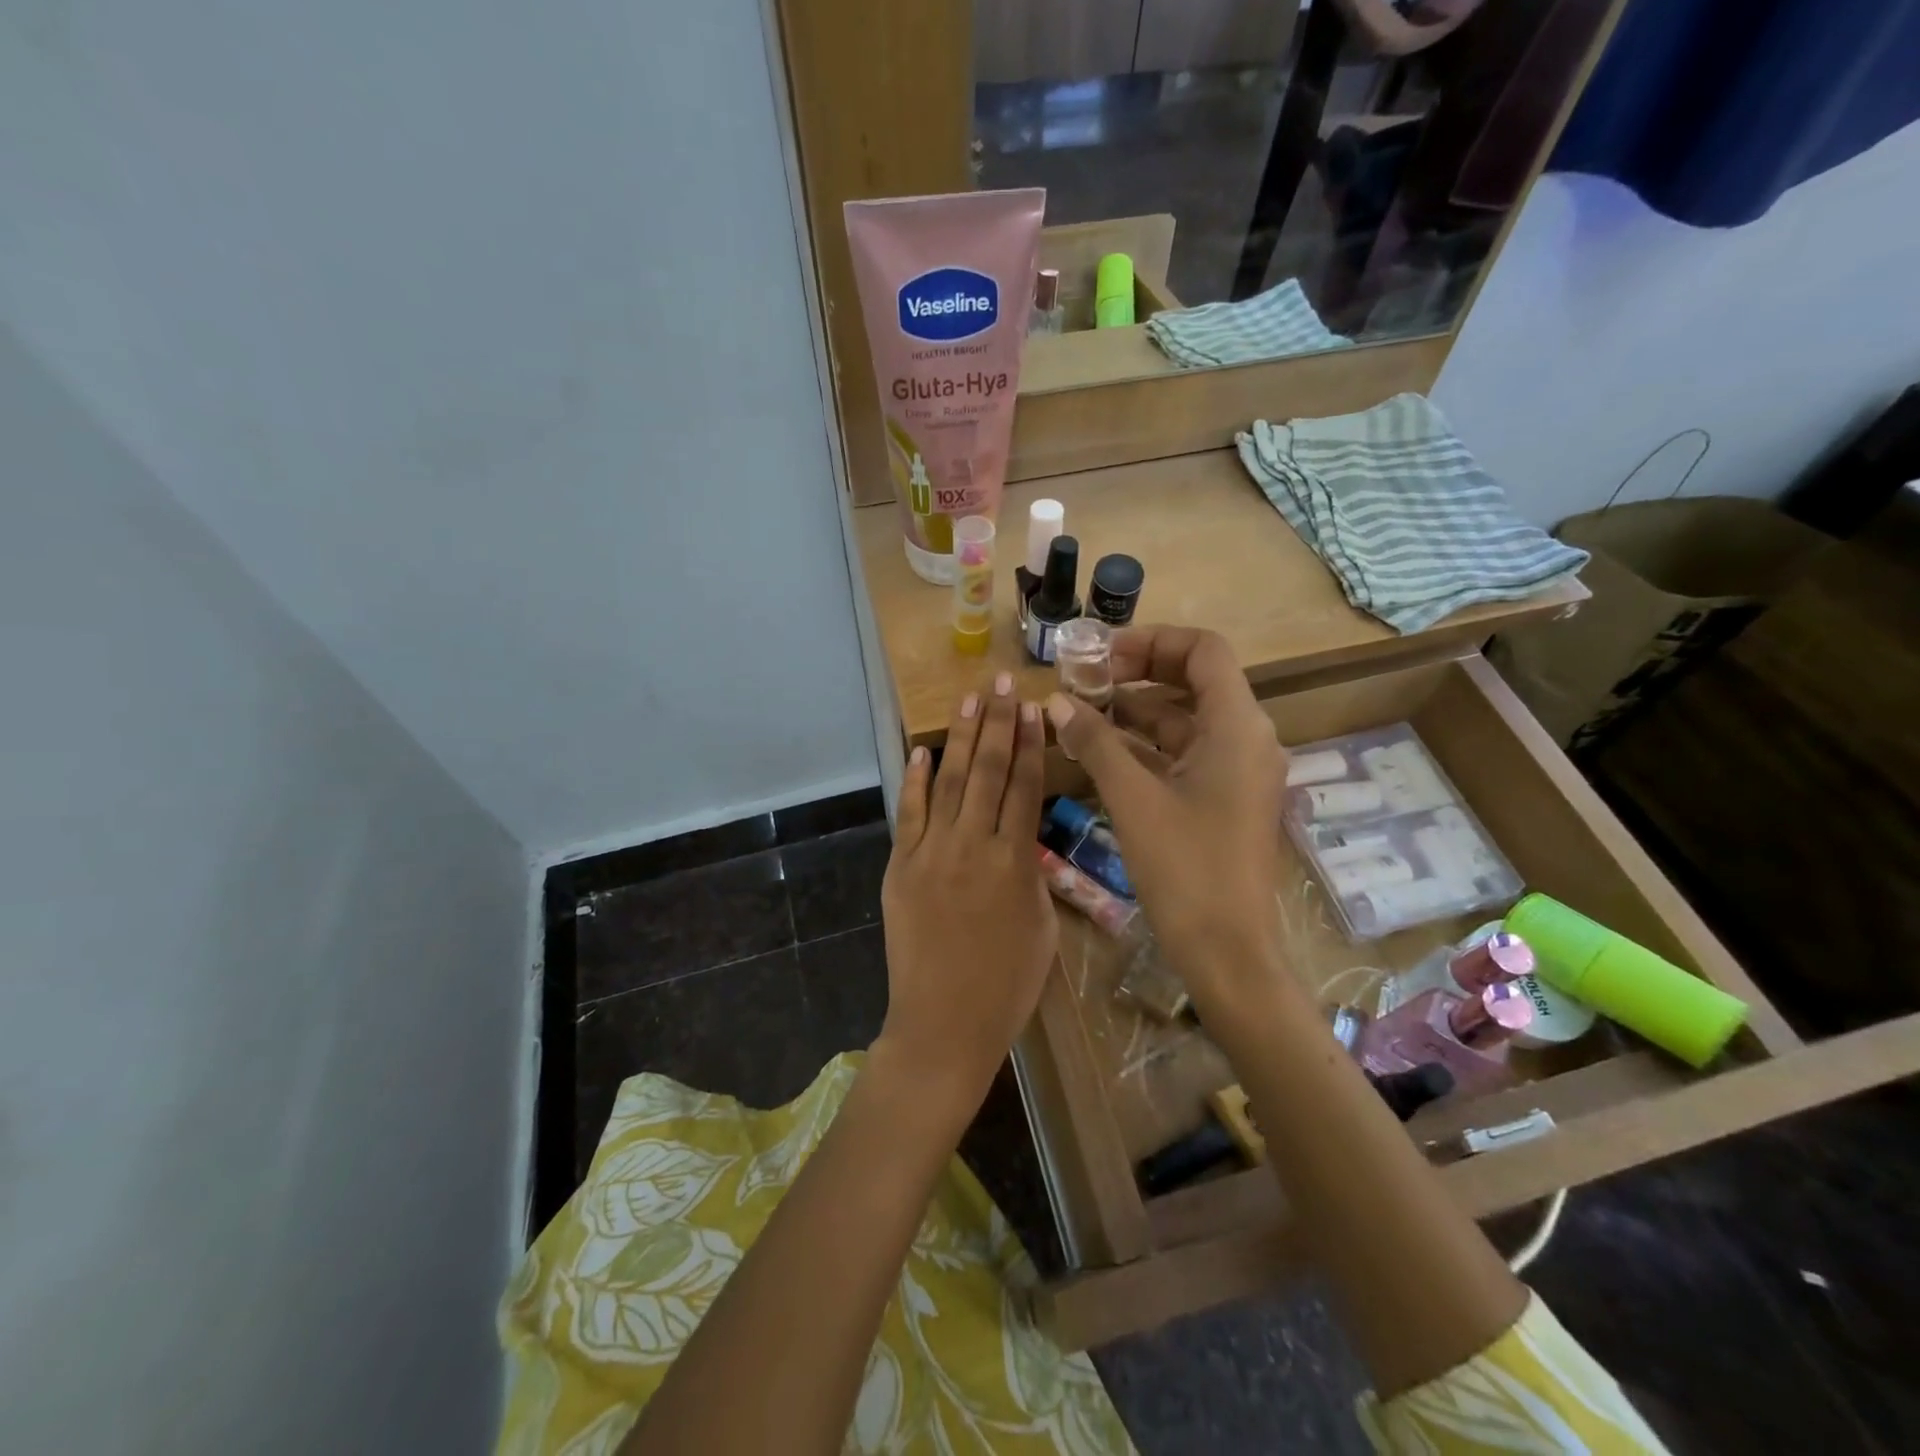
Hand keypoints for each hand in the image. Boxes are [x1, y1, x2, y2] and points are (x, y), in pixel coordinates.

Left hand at [876, 672, 1056, 1115]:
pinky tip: (921, 751)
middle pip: (987, 771)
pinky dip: (914, 780)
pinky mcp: (901, 867)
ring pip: (949, 782)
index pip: (1025, 787)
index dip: (1030, 744)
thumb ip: (1034, 876)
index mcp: (1015, 862)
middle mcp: (973, 845)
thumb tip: (1024, 840)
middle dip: (997, 723)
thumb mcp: (1043, 929)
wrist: (943, 1025)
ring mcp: (931, 853)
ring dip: (960, 738)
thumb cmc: (1006, 987)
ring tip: (970, 700)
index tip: (1033, 707)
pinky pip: (909, 814)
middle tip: (1003, 683)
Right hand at [1045, 627, 1288, 1006]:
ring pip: (1187, 720)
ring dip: (1137, 713)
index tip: (1102, 655)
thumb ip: (1095, 742)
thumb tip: (1056, 702)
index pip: (1204, 651)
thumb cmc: (1184, 868)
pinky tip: (1103, 752)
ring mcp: (1239, 771)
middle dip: (1138, 675)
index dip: (1152, 642)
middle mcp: (1247, 738)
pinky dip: (1148, 747)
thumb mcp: (1133, 798)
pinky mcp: (1227, 799)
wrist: (1227, 951)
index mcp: (1237, 726)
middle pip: (1195, 681)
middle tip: (1086, 681)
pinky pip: (1187, 754)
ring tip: (1083, 714)